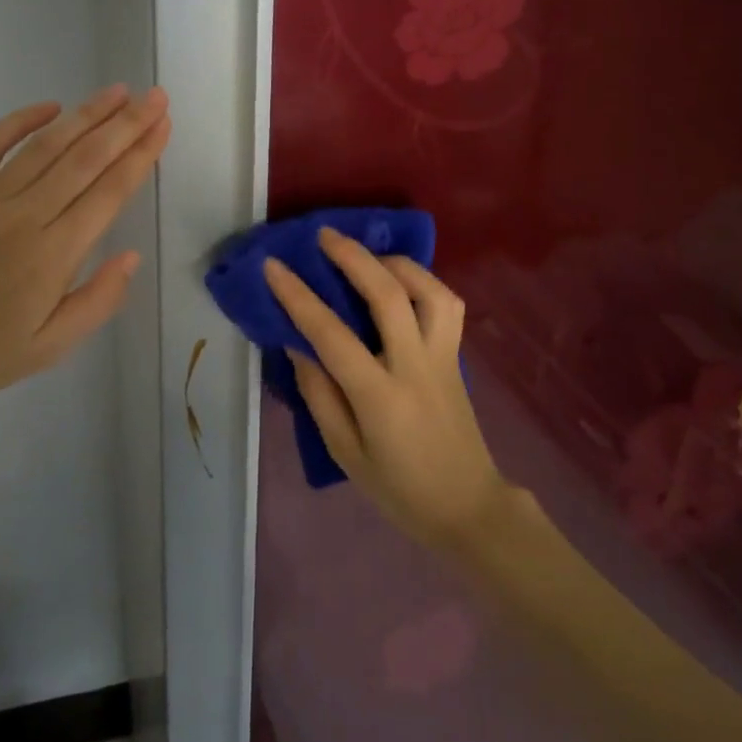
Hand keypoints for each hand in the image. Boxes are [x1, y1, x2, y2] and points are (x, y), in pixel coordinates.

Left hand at [0, 86, 169, 420]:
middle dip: (126, 125)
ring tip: (118, 92)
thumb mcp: (49, 349)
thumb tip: (131, 257)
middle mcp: (24, 216)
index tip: (163, 126)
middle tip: (155, 97)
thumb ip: (96, 302)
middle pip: (85, 159)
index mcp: (53, 255)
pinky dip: (18, 121)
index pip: (109, 193)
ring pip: (45, 146)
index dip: (141, 156)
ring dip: (85, 115)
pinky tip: (48, 106)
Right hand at [263, 228, 514, 550]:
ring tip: (368, 256)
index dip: (299, 296)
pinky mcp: (457, 356)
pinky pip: (447, 305)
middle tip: (325, 235)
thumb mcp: (345, 452)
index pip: (332, 334)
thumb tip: (298, 344)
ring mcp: (443, 357)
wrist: (468, 506)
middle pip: (388, 295)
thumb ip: (319, 395)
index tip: (274, 266)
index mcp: (380, 396)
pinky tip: (400, 282)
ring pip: (430, 291)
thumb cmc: (399, 488)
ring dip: (396, 263)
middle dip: (353, 257)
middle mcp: (415, 366)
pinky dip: (423, 282)